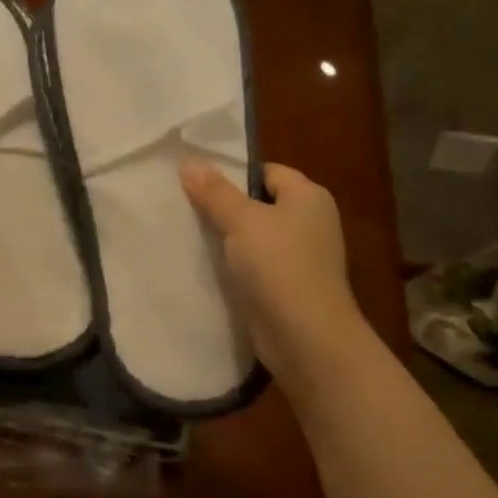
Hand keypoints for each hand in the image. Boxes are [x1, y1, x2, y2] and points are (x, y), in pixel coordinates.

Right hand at [181, 160, 370, 384]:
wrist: (305, 335)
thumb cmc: (278, 265)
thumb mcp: (241, 220)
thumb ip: (214, 192)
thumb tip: (189, 162)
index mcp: (309, 196)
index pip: (268, 172)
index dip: (234, 174)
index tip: (197, 182)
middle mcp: (311, 222)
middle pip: (261, 204)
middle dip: (226, 207)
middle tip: (186, 207)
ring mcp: (303, 257)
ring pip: (257, 237)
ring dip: (229, 239)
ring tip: (190, 235)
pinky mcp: (290, 286)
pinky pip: (258, 266)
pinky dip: (237, 266)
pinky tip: (209, 267)